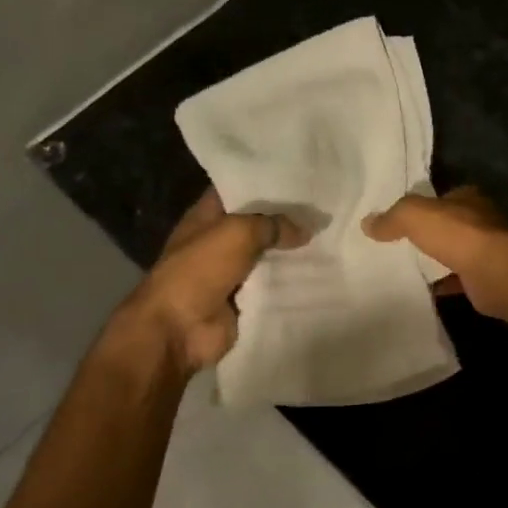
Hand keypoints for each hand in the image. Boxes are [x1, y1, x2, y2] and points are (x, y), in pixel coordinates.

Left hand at [114, 189, 305, 372]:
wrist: (179, 328)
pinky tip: (319, 272)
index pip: (236, 191)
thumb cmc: (199, 270)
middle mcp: (217, 242)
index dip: (263, 183)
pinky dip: (290, 283)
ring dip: (290, 253)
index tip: (298, 179)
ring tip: (328, 239)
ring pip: (267, 257)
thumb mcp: (237, 233)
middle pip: (256, 225)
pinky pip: (271, 287)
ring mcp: (230, 273)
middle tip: (321, 210)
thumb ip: (272, 225)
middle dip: (285, 219)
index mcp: (205, 218)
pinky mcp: (243, 301)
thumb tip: (304, 229)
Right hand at [363, 186, 507, 320]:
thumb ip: (392, 217)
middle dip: (429, 235)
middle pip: (449, 226)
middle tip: (397, 245)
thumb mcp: (416, 216)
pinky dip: (442, 284)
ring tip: (405, 268)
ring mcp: (487, 251)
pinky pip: (457, 280)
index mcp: (468, 198)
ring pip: (454, 253)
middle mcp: (481, 221)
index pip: (442, 198)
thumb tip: (367, 223)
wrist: (497, 274)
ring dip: (436, 260)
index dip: (423, 206)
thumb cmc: (459, 235)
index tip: (400, 219)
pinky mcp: (485, 278)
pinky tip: (422, 290)